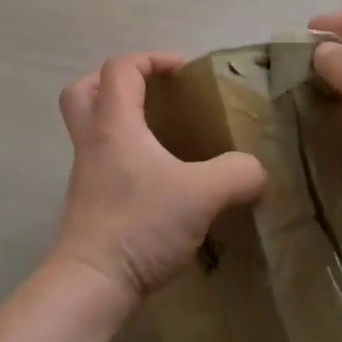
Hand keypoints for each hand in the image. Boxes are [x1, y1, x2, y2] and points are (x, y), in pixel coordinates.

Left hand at [50, 51, 267, 304]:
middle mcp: (93, 141)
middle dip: (115, 81)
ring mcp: (86, 173)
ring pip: (89, 126)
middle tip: (151, 91)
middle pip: (85, 90)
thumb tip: (256, 171)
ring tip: (161, 132)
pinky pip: (102, 159)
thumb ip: (238, 174)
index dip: (152, 58)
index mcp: (115, 125)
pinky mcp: (90, 201)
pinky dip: (125, 153)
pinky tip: (159, 176)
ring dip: (118, 117)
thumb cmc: (140, 225)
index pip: (121, 68)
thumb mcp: (202, 195)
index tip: (184, 71)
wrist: (93, 283)